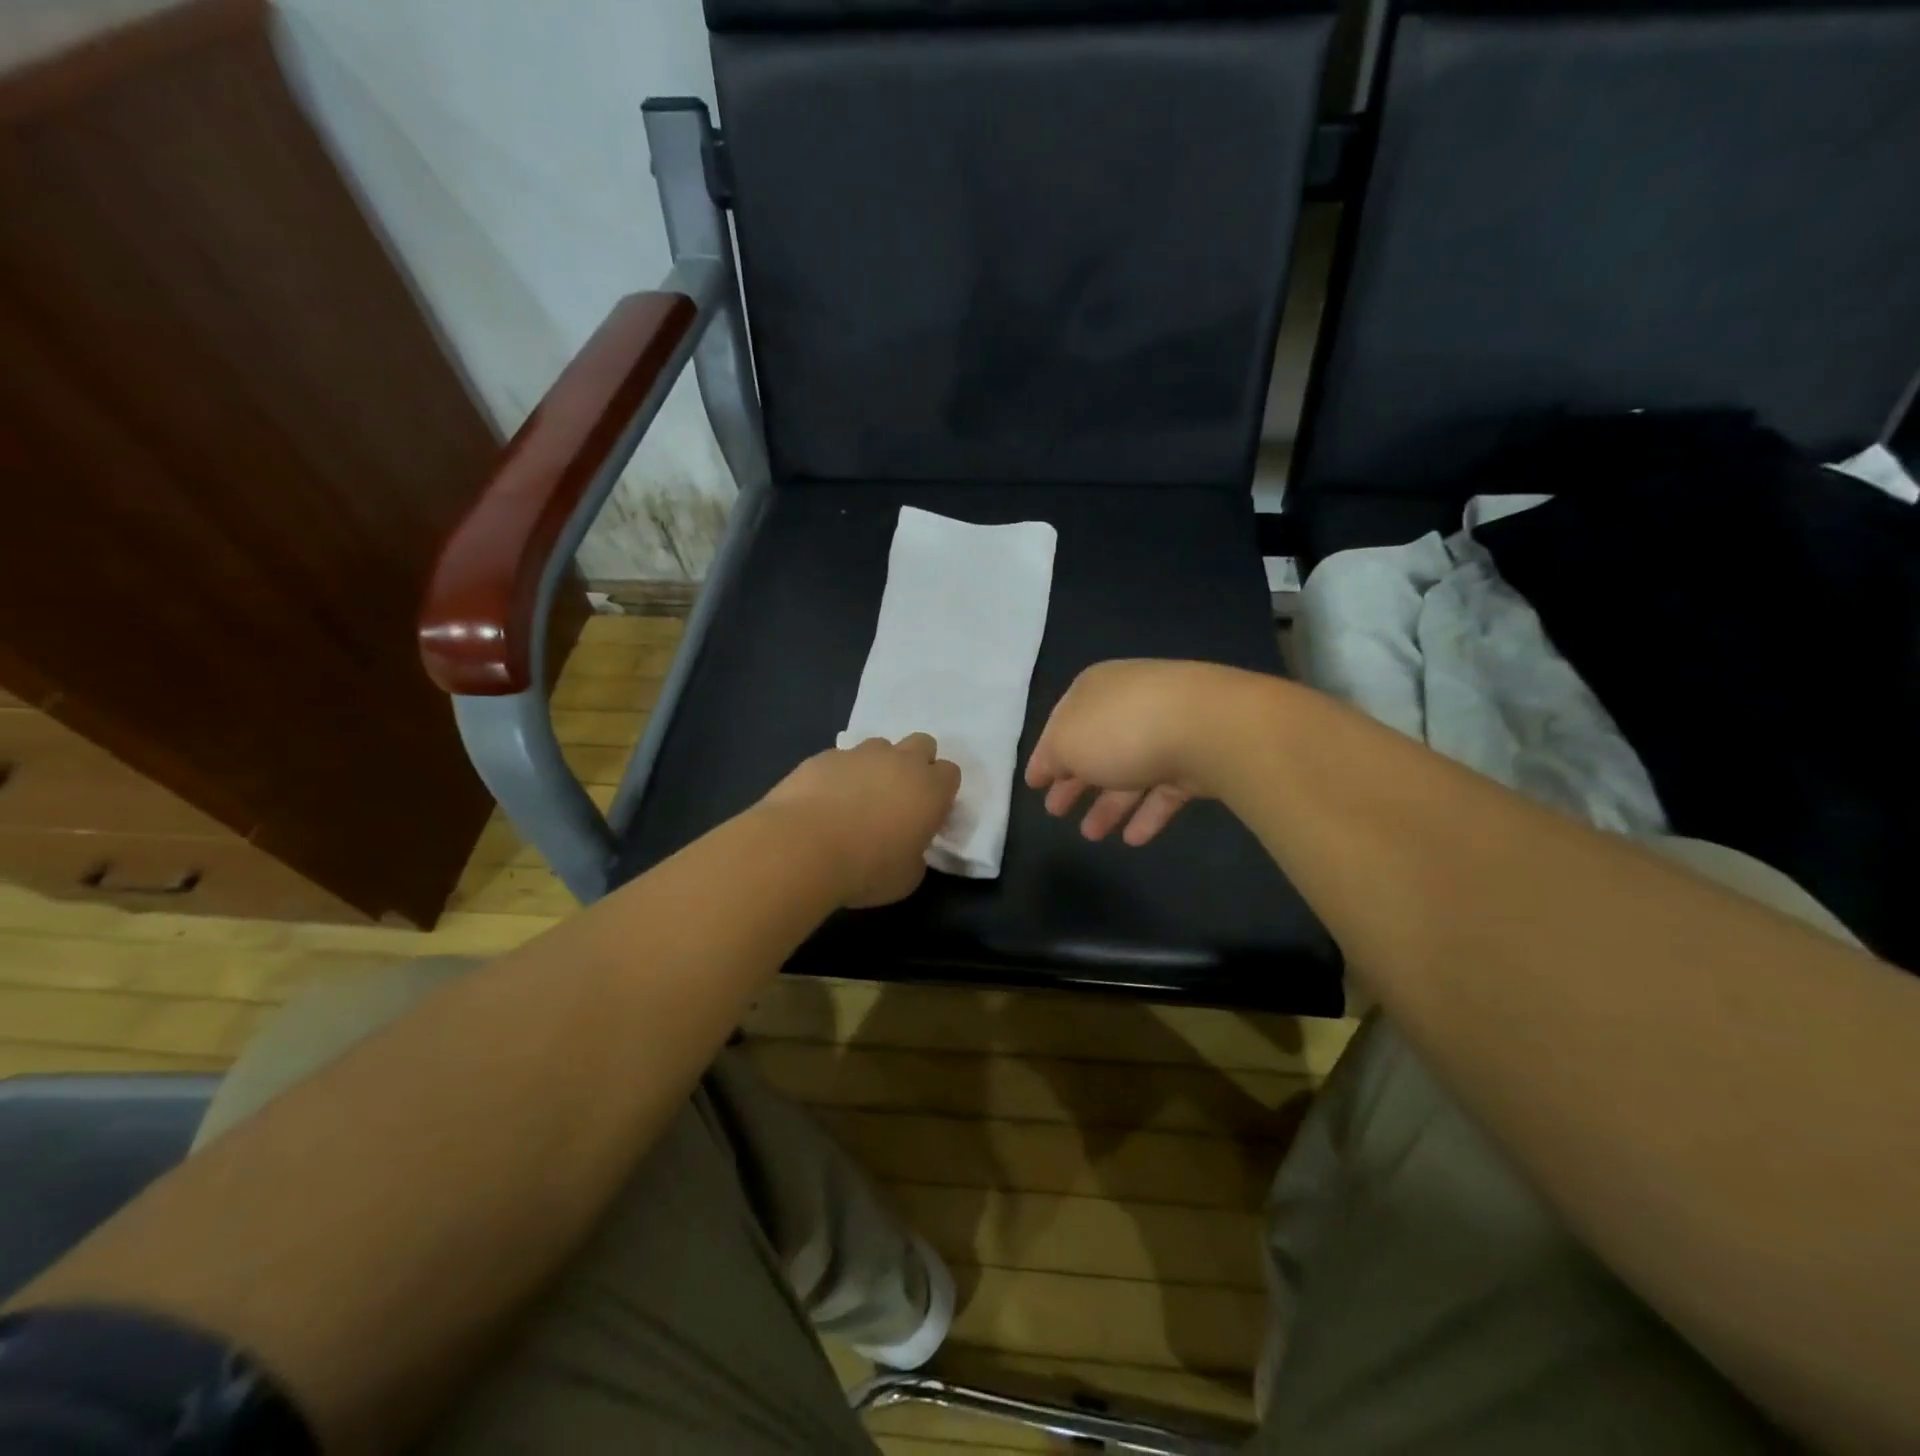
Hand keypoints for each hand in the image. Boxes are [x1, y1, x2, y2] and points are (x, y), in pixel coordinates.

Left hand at [760, 734, 961, 907]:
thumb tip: (907, 847)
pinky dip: (839, 775)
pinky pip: (841, 759)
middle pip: (922, 744)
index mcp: (930, 789)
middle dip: (916, 763)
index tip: (927, 814)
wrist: (802, 848)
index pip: (951, 773)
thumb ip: (916, 854)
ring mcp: (860, 754)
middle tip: (899, 797)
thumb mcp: (906, 878)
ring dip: (877, 766)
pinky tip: (824, 801)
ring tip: (857, 798)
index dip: (940, 791)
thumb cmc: (865, 869)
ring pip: (879, 747)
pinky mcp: (824, 756)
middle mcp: (900, 762)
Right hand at [1026, 660, 1256, 845]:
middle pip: (1095, 748)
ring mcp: (1167, 729)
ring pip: (1130, 771)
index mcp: (1094, 690)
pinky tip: (1134, 839)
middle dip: (1075, 782)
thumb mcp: (1066, 743)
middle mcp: (1129, 704)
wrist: (1209, 728)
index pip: (1061, 724)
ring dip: (1108, 805)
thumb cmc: (1120, 730)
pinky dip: (1147, 812)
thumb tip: (1045, 768)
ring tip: (1092, 836)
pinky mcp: (1197, 758)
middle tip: (1056, 812)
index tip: (1034, 785)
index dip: (1046, 756)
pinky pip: (1164, 788)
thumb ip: (1050, 758)